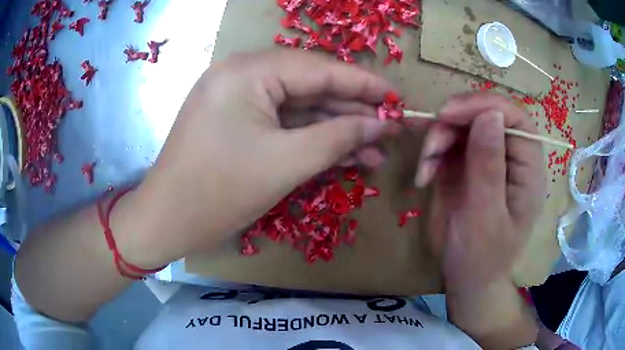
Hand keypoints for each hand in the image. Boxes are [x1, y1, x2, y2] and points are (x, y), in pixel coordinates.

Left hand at [129, 49, 392, 266]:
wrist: (167, 221)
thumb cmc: (218, 192)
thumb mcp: (286, 163)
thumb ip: (340, 137)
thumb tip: (382, 125)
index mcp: (247, 72)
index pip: (319, 69)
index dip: (363, 84)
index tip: (397, 97)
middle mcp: (241, 74)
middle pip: (310, 86)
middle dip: (352, 110)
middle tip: (390, 127)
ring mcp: (238, 97)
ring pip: (299, 108)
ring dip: (337, 128)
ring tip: (376, 148)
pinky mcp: (237, 120)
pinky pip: (283, 122)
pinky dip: (312, 137)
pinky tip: (346, 153)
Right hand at [415, 93, 545, 291]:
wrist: (466, 278)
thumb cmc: (482, 256)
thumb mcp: (485, 216)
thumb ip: (489, 166)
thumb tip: (489, 113)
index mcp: (528, 168)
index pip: (514, 117)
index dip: (483, 105)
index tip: (448, 114)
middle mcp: (510, 156)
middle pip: (485, 114)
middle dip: (454, 122)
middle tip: (431, 145)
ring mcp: (487, 158)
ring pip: (462, 124)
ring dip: (438, 139)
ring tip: (425, 170)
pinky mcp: (467, 164)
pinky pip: (448, 142)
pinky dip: (431, 153)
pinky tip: (423, 176)